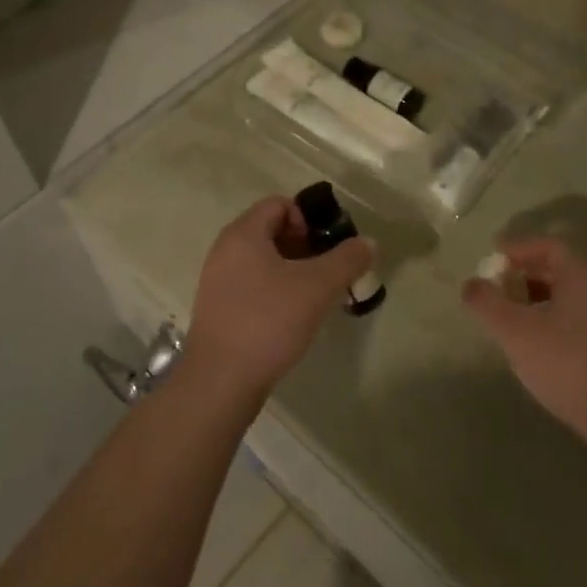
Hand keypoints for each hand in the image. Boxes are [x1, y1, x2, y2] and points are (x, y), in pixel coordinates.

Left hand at [184, 197, 373, 401]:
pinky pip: (253, 285)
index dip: (309, 218)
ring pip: (264, 261)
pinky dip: (277, 291)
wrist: (220, 382)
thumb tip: (368, 243)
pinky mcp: (220, 309)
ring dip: (294, 270)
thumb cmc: (268, 322)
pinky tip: (294, 317)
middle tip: (331, 272)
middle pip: (272, 231)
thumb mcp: (317, 287)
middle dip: (306, 246)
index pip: (280, 204)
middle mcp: (226, 250)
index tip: (329, 247)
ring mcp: (219, 281)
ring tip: (318, 297)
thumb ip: (347, 260)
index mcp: (243, 234)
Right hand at [461, 239, 586, 471]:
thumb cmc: (569, 366)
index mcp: (585, 277)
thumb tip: (471, 284)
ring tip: (518, 322)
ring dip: (543, 302)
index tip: (492, 259)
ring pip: (576, 298)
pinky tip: (546, 348)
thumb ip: (487, 303)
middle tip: (499, 291)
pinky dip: (562, 322)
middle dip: (527, 277)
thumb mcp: (515, 333)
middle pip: (563, 271)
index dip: (517, 249)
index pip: (549, 247)